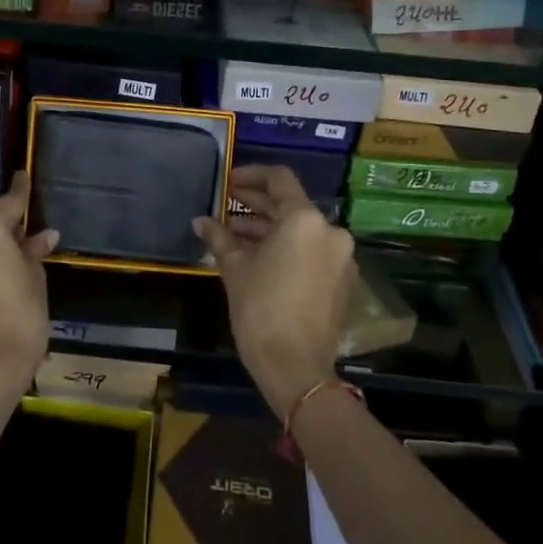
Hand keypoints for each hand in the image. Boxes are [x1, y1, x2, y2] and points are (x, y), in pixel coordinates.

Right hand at [194, 164, 354, 420]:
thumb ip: (219, 237)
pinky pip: (311, 252)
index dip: (251, 175)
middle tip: (227, 205)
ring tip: (235, 235)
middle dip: (257, 204)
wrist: (296, 368)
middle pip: (290, 205)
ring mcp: (340, 257)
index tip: (229, 182)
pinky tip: (259, 258)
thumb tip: (200, 221)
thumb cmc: (260, 309)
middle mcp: (330, 231)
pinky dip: (287, 248)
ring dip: (269, 229)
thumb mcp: (234, 268)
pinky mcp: (342, 281)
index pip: (279, 179)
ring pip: (301, 230)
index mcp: (305, 219)